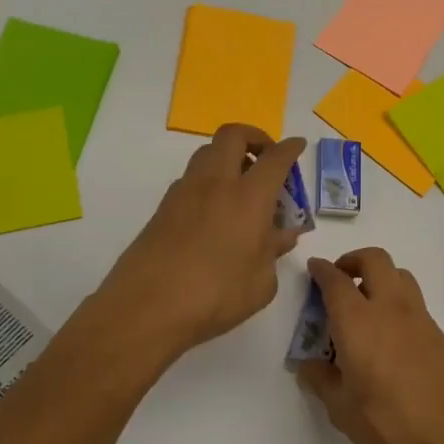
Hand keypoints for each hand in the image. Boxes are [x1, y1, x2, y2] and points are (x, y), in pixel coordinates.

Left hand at [99, 125, 306, 356]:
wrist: (146, 308)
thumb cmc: (215, 296)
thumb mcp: (261, 283)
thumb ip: (274, 252)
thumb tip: (283, 235)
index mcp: (249, 197)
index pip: (275, 158)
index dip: (290, 148)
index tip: (297, 146)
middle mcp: (216, 184)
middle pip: (233, 135)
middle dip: (254, 137)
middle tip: (266, 158)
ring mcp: (184, 192)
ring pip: (207, 152)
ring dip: (228, 157)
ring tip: (241, 187)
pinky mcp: (162, 208)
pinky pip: (191, 179)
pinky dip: (209, 182)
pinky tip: (216, 213)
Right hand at [295, 248, 443, 443]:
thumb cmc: (388, 426)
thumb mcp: (341, 410)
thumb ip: (321, 380)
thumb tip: (309, 365)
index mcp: (358, 323)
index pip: (336, 281)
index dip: (322, 270)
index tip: (314, 268)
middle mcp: (390, 309)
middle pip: (375, 260)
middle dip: (354, 260)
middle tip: (341, 278)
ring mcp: (420, 319)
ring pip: (400, 275)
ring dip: (380, 277)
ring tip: (366, 304)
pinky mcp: (440, 335)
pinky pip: (415, 303)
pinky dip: (398, 303)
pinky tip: (390, 336)